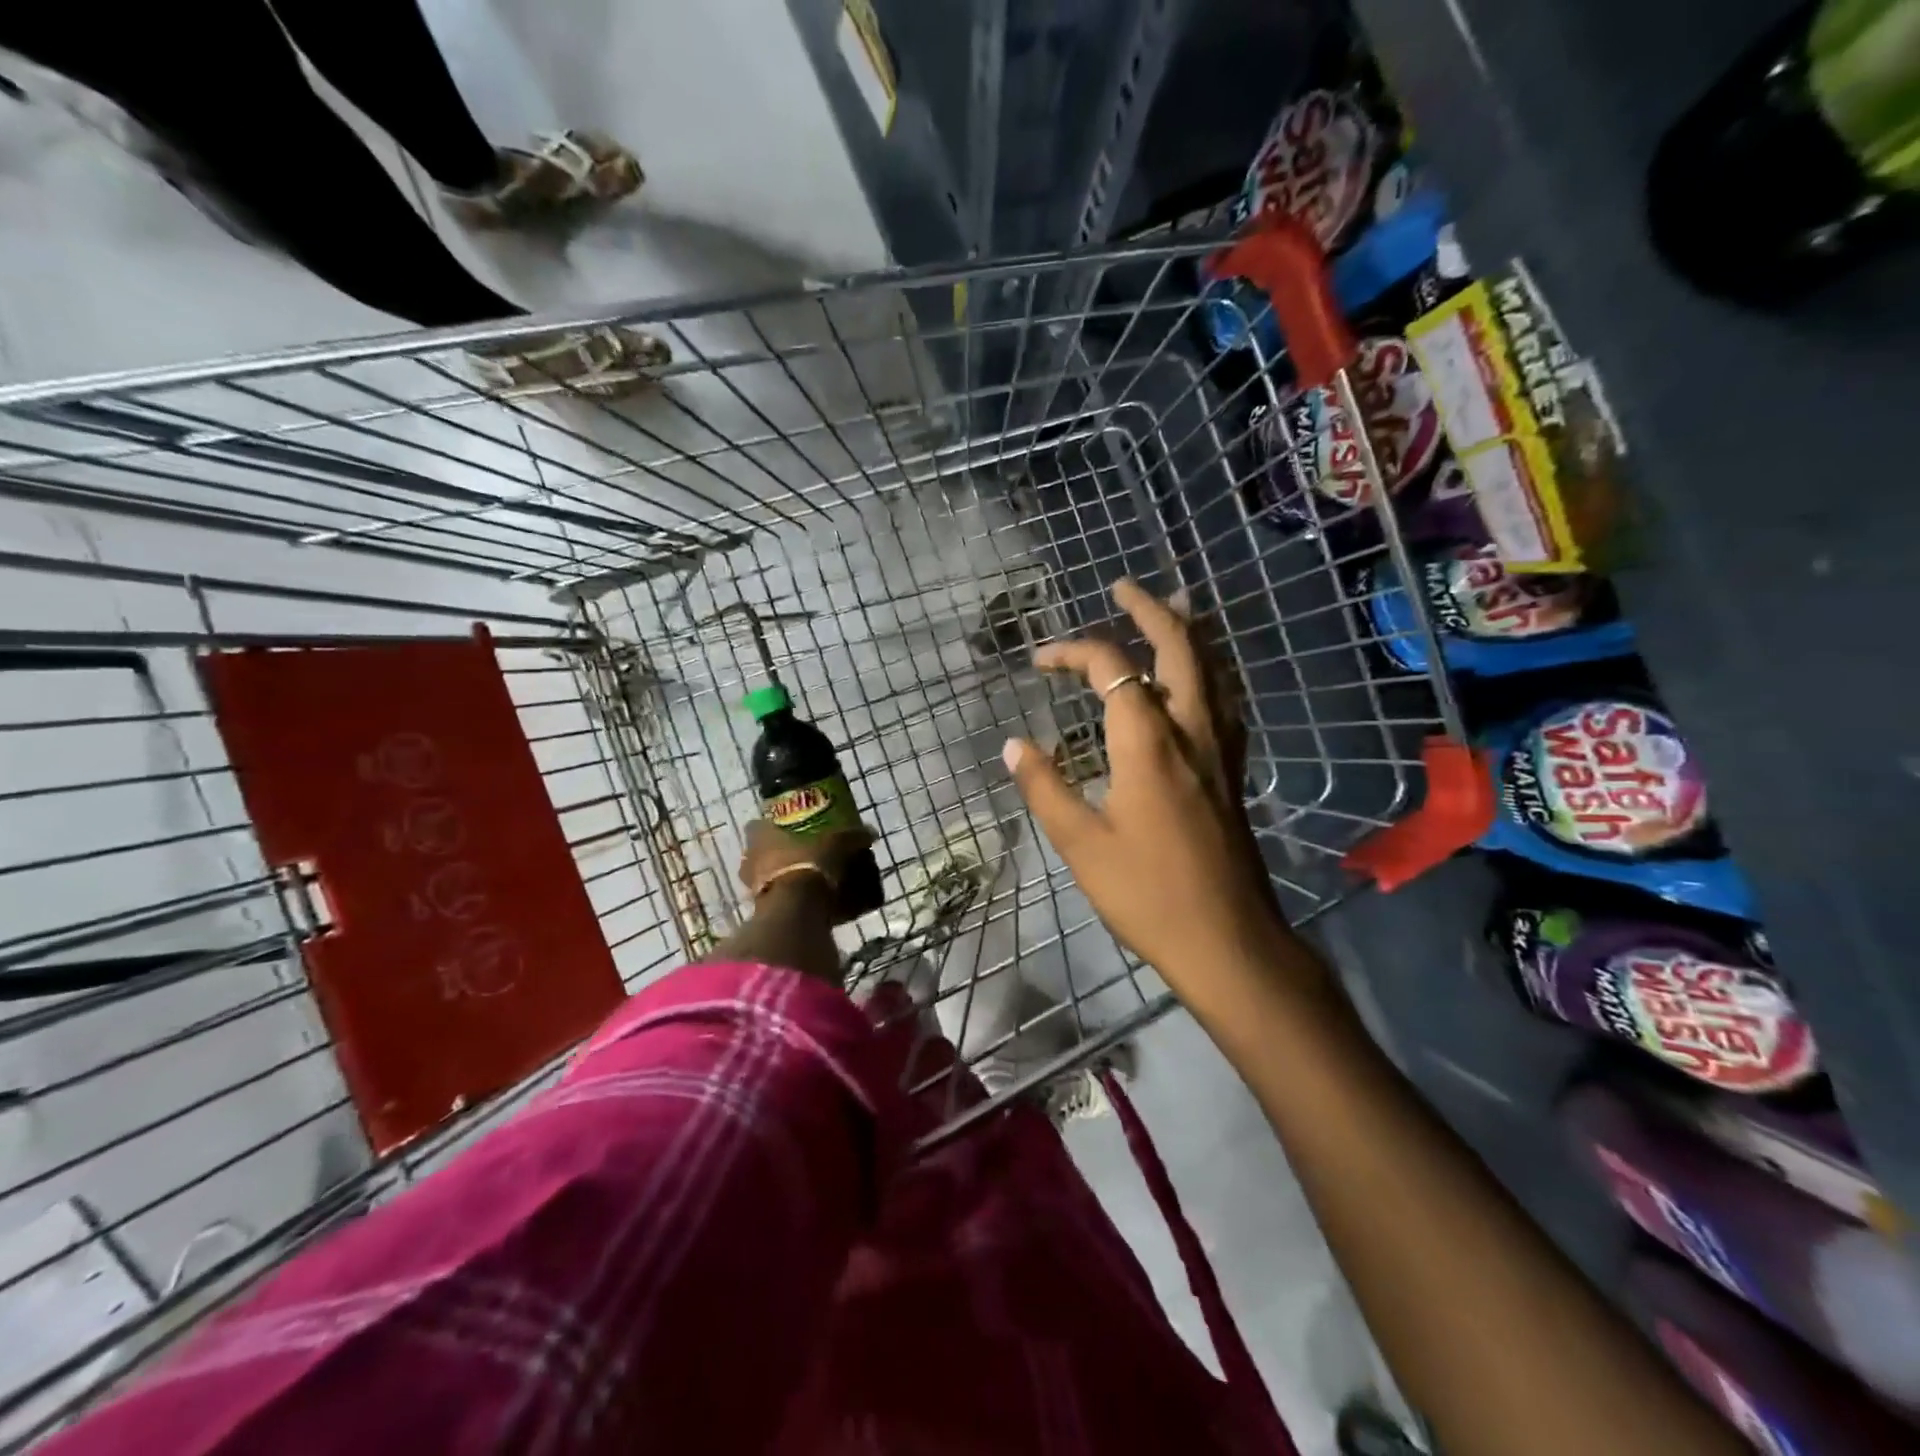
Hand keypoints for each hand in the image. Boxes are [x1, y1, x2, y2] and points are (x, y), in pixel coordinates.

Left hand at [737, 819, 872, 915]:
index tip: (785, 829)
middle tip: (798, 855)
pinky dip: (786, 901)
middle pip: (758, 853)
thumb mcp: (837, 844)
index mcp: (761, 836)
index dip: (770, 826)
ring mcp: (752, 887)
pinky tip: (805, 903)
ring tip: (803, 881)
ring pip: (763, 878)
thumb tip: (870, 833)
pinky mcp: (760, 911)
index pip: (757, 826)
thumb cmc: (809, 863)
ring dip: (779, 878)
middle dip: (775, 855)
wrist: (796, 908)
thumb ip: (852, 837)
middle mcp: (750, 859)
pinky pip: (773, 901)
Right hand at [1001, 579, 1286, 989]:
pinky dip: (1208, 670)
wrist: (1226, 938)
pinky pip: (1225, 700)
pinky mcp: (1234, 770)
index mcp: (1148, 743)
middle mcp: (1191, 731)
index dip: (1074, 651)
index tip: (1040, 662)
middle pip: (1179, 648)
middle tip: (1123, 587)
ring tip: (1173, 606)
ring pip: (1212, 669)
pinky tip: (1202, 678)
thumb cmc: (1146, 892)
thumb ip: (1045, 786)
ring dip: (1188, 631)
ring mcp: (1221, 749)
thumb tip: (1013, 744)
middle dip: (1150, 611)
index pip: (1112, 669)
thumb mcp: (1081, 844)